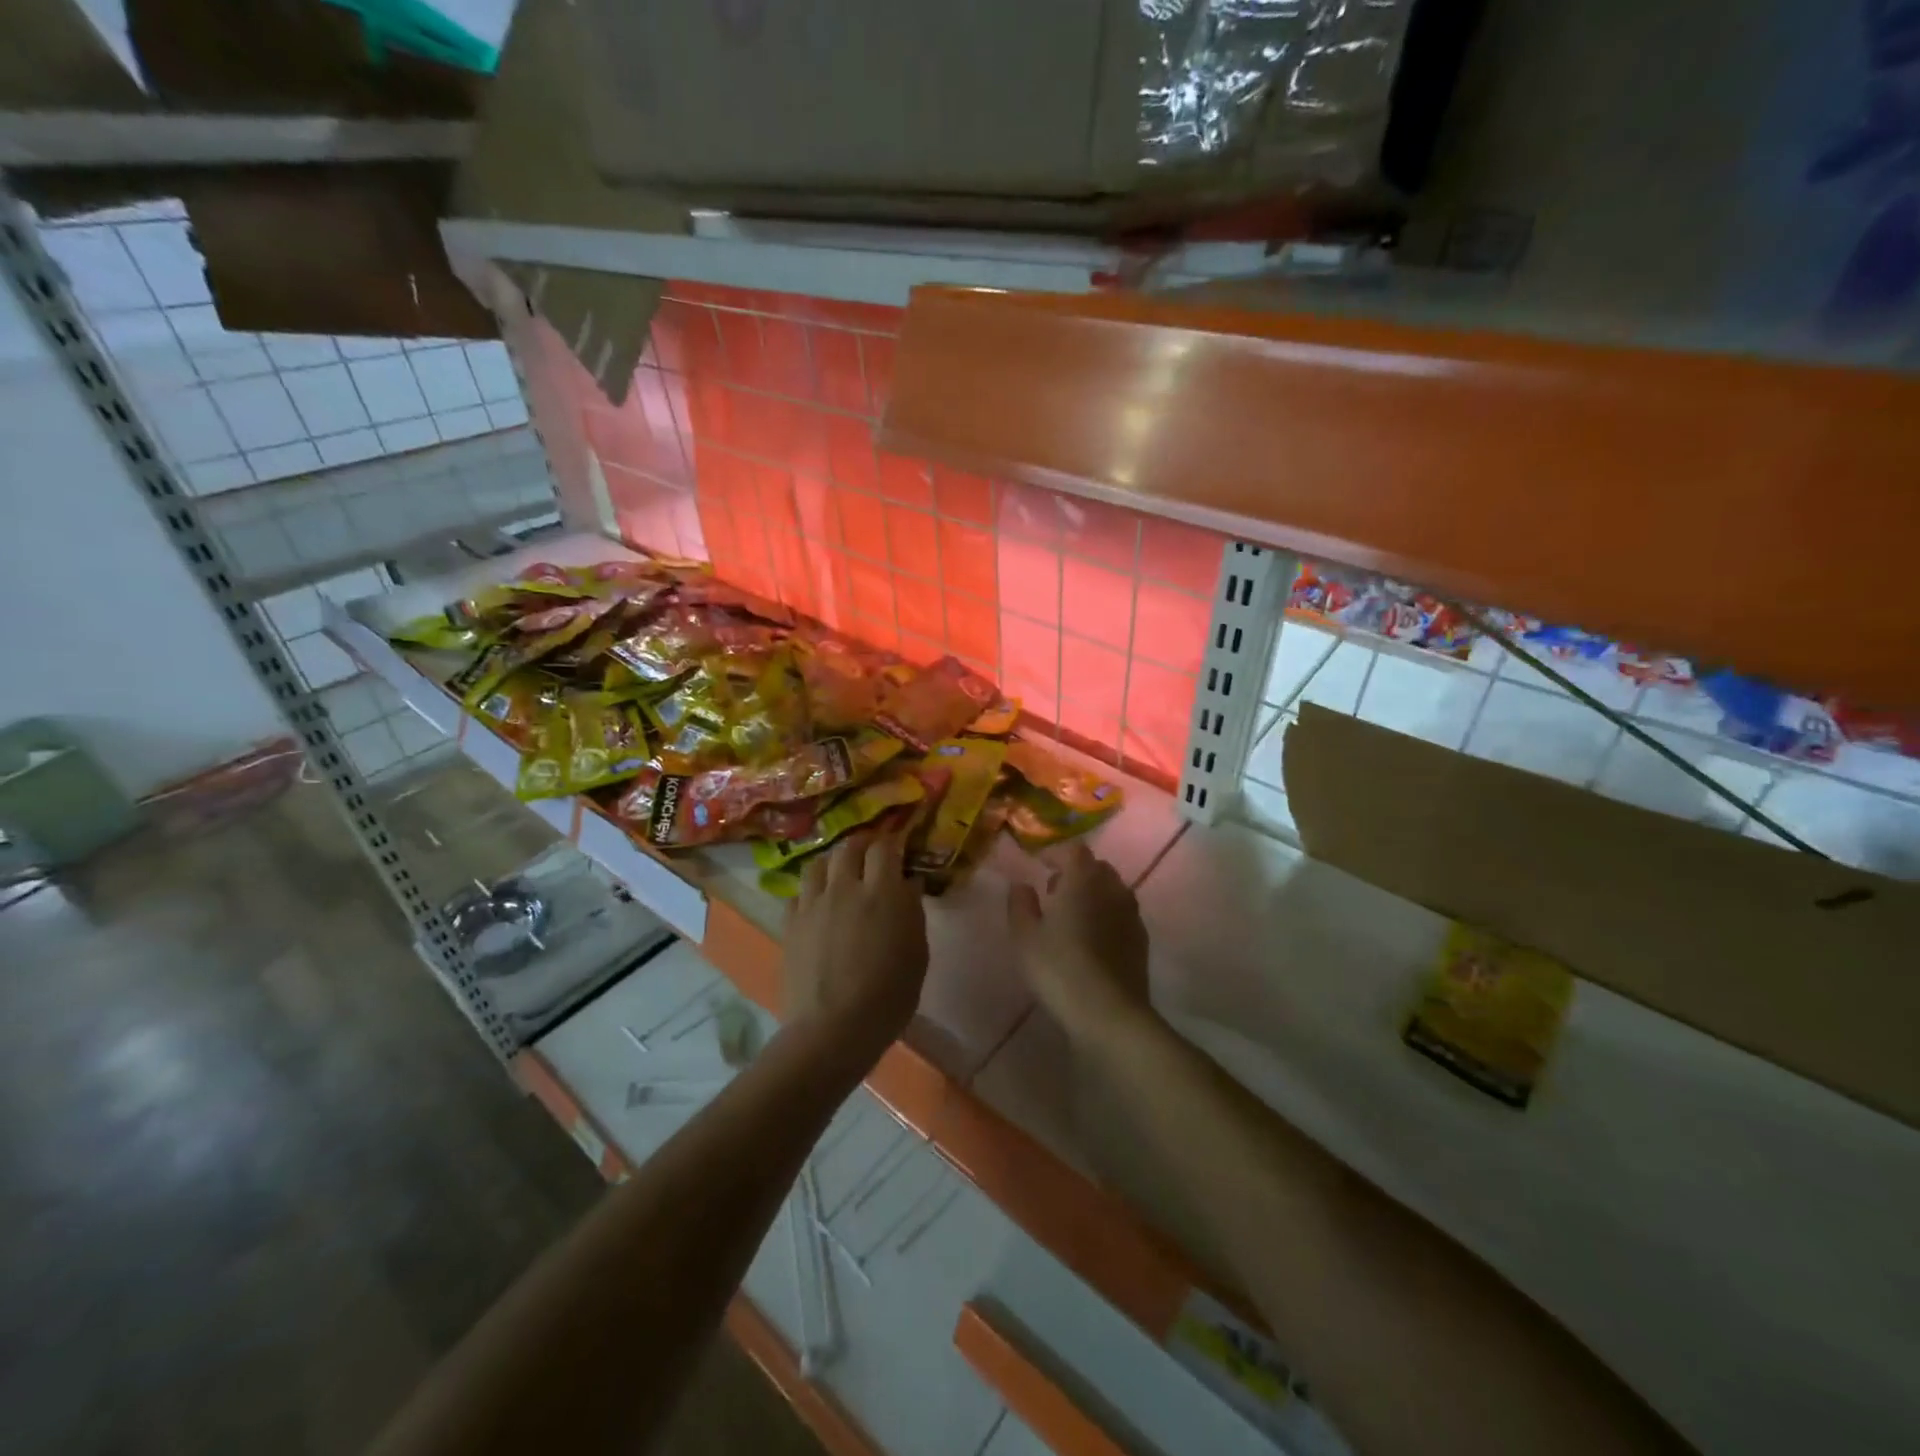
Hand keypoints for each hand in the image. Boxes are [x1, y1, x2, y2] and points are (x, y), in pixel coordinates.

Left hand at [782, 830, 928, 1068]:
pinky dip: (810, 892)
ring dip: (832, 863)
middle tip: (870, 854)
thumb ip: (912, 912)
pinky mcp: (790, 924)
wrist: (833, 1029)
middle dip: (862, 844)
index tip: (898, 850)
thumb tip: (908, 885)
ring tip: (840, 874)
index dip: (891, 844)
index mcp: (882, 892)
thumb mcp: (917, 954)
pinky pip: (798, 894)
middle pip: (849, 847)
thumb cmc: (888, 996)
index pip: (884, 848)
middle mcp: (845, 888)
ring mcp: (813, 904)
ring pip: (818, 864)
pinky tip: (817, 906)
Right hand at [1007, 843, 1152, 1044]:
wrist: (1109, 1013)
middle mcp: (1112, 888)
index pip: (1073, 850)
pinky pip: (1122, 914)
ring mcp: (1131, 914)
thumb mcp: (1025, 936)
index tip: (1039, 864)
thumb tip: (1021, 884)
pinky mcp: (1141, 940)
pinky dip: (1106, 916)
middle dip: (1075, 873)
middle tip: (1054, 890)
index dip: (1056, 854)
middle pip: (1096, 868)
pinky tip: (1092, 939)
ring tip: (1072, 916)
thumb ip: (1020, 904)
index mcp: (1083, 879)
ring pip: (1111, 891)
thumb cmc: (1059, 968)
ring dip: (1093, 894)